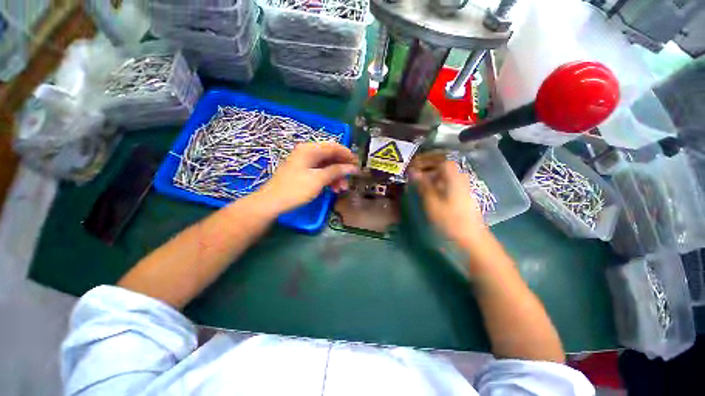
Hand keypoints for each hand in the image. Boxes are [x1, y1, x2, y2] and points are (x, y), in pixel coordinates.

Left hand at [254, 142, 358, 213]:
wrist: (272, 202)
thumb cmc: (296, 189)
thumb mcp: (318, 179)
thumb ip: (336, 171)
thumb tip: (352, 167)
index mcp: (310, 149)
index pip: (333, 147)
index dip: (347, 155)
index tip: (357, 164)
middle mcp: (308, 152)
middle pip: (330, 157)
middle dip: (342, 168)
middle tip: (350, 179)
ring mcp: (305, 163)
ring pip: (326, 166)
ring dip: (336, 176)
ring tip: (342, 189)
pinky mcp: (303, 172)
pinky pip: (320, 172)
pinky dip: (328, 179)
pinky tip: (333, 189)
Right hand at [410, 159, 485, 244]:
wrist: (471, 238)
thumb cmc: (449, 219)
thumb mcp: (432, 202)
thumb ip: (422, 184)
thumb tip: (412, 171)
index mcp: (453, 175)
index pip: (438, 158)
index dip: (423, 159)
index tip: (411, 164)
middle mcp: (459, 176)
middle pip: (441, 164)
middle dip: (425, 166)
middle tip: (411, 172)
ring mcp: (462, 184)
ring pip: (443, 173)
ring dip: (429, 174)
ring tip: (416, 181)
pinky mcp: (461, 193)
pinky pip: (445, 181)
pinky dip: (434, 181)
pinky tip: (427, 189)